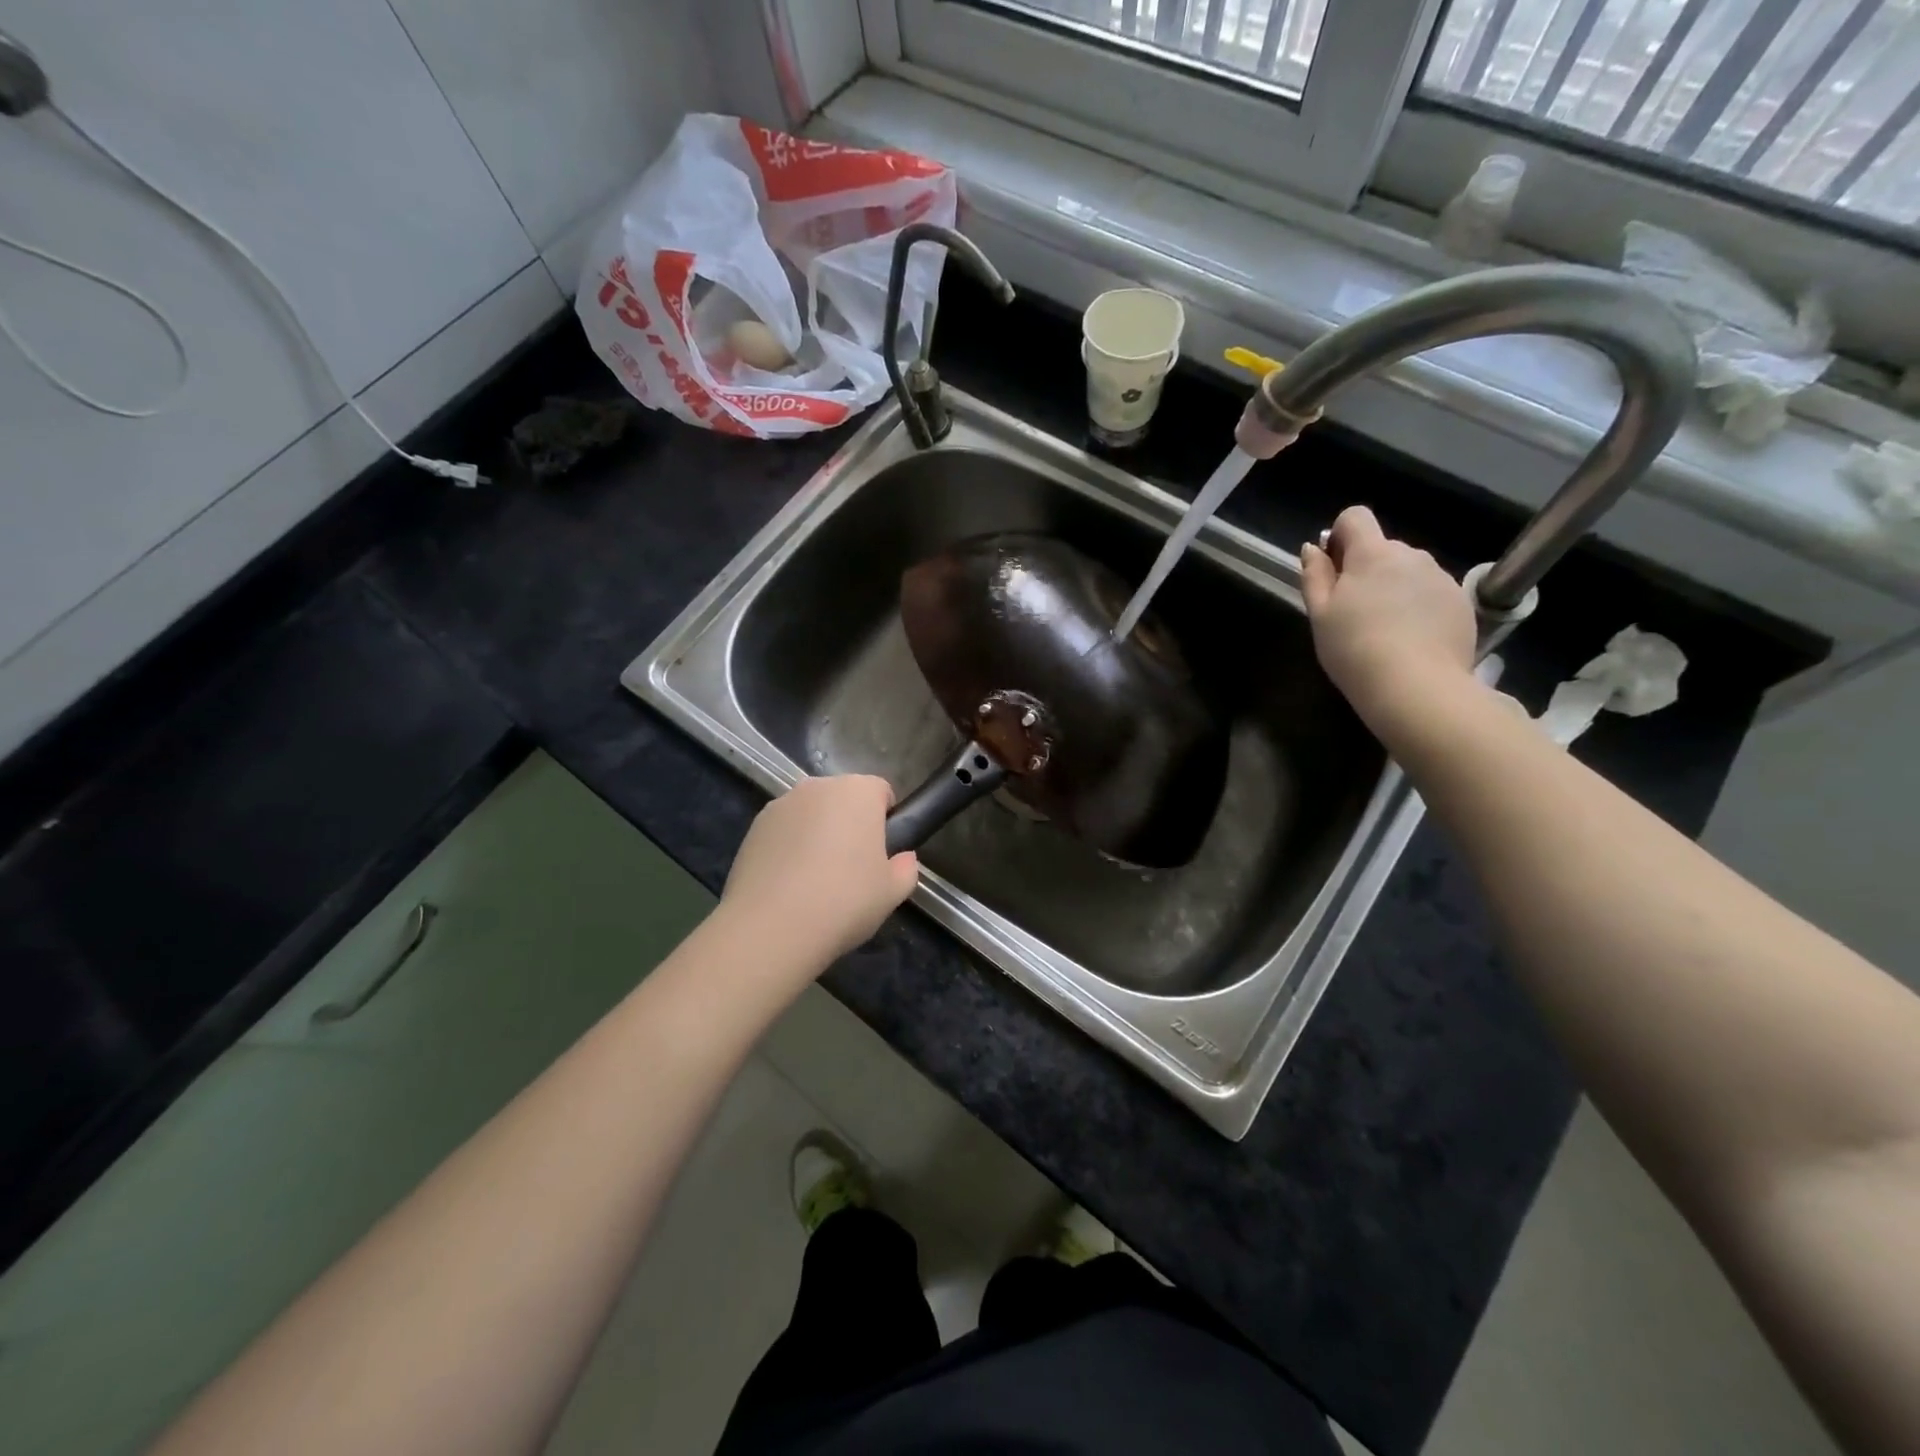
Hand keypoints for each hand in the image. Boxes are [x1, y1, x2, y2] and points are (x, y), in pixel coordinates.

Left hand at [721, 775, 918, 965]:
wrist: (771, 927)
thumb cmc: (845, 901)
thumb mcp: (892, 892)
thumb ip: (906, 869)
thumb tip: (903, 859)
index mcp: (858, 792)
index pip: (881, 791)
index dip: (886, 819)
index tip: (883, 852)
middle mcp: (818, 787)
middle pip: (843, 798)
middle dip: (850, 823)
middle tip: (853, 867)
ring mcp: (781, 804)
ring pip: (810, 813)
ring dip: (817, 833)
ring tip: (816, 880)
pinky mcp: (753, 827)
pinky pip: (783, 831)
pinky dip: (789, 847)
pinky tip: (788, 884)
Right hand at [1299, 506, 1477, 731]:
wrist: (1417, 687)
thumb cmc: (1355, 649)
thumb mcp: (1319, 614)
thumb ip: (1315, 575)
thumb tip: (1312, 548)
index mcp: (1373, 553)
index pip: (1355, 517)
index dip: (1339, 535)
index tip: (1333, 568)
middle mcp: (1412, 555)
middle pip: (1382, 548)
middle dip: (1366, 569)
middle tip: (1352, 611)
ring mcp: (1441, 578)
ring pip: (1408, 571)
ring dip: (1393, 588)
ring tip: (1384, 630)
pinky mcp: (1461, 603)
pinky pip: (1431, 593)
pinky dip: (1418, 607)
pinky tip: (1410, 640)